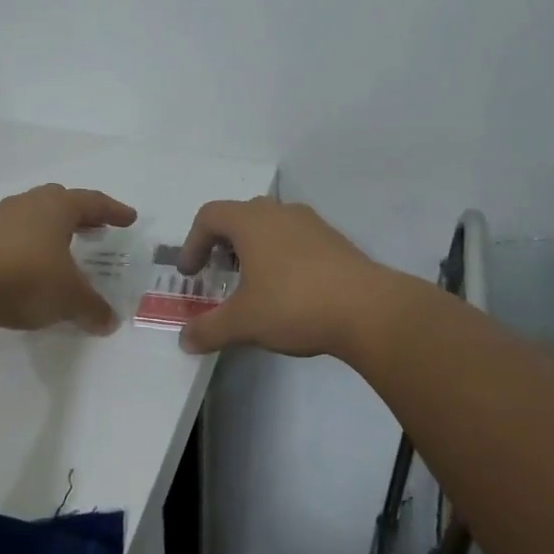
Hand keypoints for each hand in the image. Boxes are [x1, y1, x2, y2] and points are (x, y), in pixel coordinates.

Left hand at [0, 184, 137, 333]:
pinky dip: (26, 246)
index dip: (113, 211)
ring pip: (31, 217)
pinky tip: (27, 267)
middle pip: (59, 201)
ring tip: (61, 249)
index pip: (92, 202)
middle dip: (79, 214)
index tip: (129, 218)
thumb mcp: (68, 297)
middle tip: (94, 227)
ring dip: (49, 230)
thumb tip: (109, 322)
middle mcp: (27, 205)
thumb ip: (91, 307)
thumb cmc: (25, 277)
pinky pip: (10, 236)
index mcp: (56, 207)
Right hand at [175, 198, 390, 357]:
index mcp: (251, 221)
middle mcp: (280, 213)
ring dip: (254, 250)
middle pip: (240, 216)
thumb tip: (184, 340)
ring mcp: (311, 225)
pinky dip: (282, 258)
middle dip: (223, 244)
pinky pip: (297, 241)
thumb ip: (208, 330)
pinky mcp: (336, 242)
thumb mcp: (243, 322)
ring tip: (253, 285)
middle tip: (219, 273)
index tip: (191, 274)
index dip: (192, 243)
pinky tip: (289, 292)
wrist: (369, 309)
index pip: (209, 216)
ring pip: (271, 227)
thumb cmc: (294, 304)